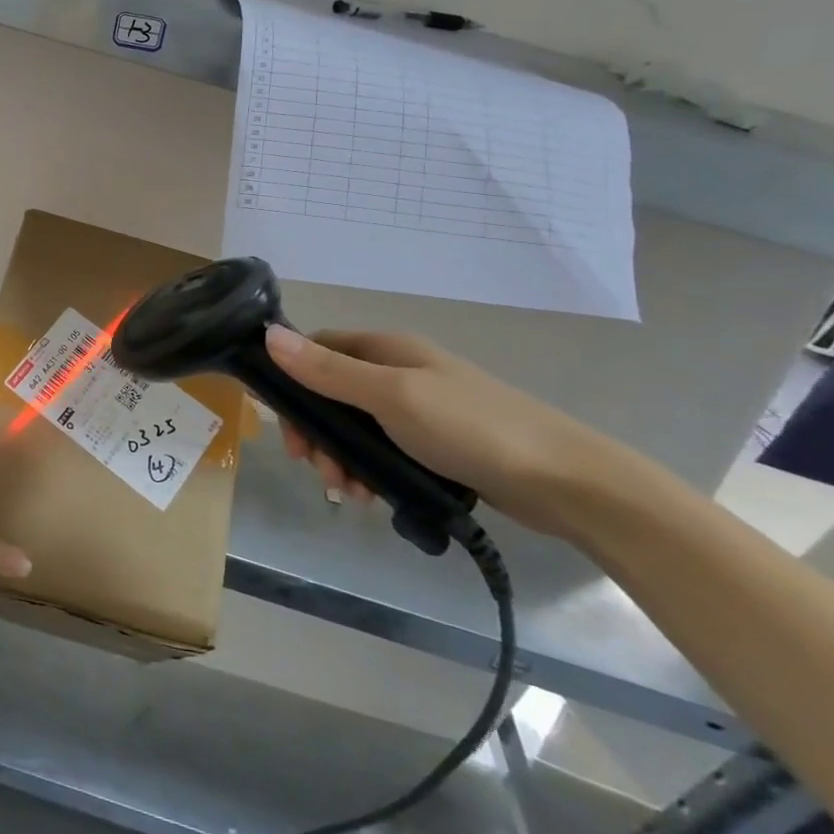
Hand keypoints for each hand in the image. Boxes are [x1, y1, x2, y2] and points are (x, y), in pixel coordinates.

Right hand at [264, 326, 636, 538]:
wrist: (565, 481)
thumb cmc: (470, 428)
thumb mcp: (391, 396)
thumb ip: (328, 371)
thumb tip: (268, 335)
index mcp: (386, 349)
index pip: (318, 349)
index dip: (292, 380)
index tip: (284, 424)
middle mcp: (398, 372)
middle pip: (332, 394)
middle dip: (316, 431)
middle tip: (316, 468)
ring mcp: (419, 409)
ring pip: (356, 428)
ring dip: (341, 458)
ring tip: (349, 493)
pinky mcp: (435, 445)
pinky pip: (383, 452)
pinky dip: (370, 471)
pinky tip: (373, 498)